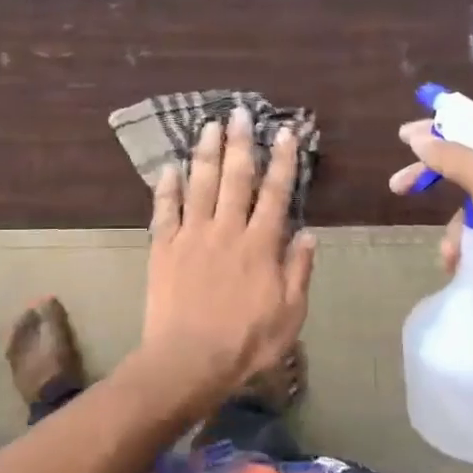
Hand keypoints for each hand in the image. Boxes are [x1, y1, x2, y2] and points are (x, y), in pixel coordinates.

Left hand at [141, 107, 316, 400]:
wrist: (189, 361)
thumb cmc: (246, 342)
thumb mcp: (289, 314)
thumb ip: (299, 271)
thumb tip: (308, 234)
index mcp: (260, 245)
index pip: (275, 194)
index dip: (282, 161)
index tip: (285, 133)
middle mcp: (226, 230)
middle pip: (235, 178)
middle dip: (240, 142)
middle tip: (240, 112)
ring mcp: (191, 236)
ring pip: (200, 185)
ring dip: (205, 153)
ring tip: (209, 125)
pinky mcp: (163, 248)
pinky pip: (165, 210)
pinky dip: (166, 187)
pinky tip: (169, 166)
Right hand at [389, 117, 472, 304]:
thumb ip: (455, 157)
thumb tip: (420, 137)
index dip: (440, 131)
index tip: (405, 138)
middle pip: (470, 168)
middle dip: (435, 179)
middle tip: (398, 186)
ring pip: (472, 207)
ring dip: (452, 228)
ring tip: (448, 252)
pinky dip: (465, 246)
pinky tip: (458, 263)